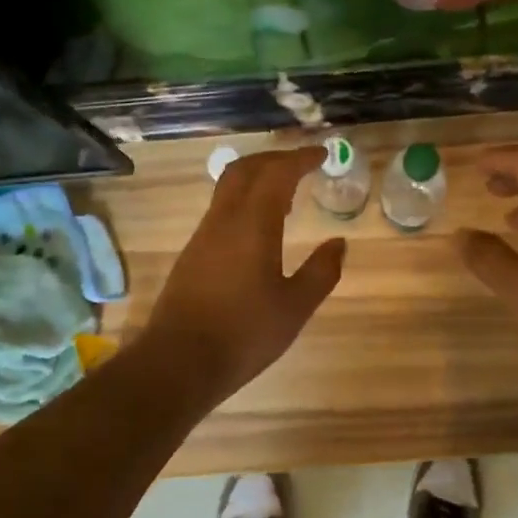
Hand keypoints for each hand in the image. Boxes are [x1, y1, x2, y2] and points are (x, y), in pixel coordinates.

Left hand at [143, 146, 345, 402]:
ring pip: (228, 188)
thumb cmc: (244, 334)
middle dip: (274, 159)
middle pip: (245, 169)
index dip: (300, 158)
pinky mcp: (192, 254)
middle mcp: (223, 220)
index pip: (277, 173)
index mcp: (252, 224)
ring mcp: (203, 236)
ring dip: (257, 180)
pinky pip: (221, 210)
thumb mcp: (295, 307)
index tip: (322, 155)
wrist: (178, 362)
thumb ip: (321, 272)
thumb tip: (339, 244)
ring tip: (287, 196)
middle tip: (302, 165)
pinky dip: (245, 202)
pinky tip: (260, 229)